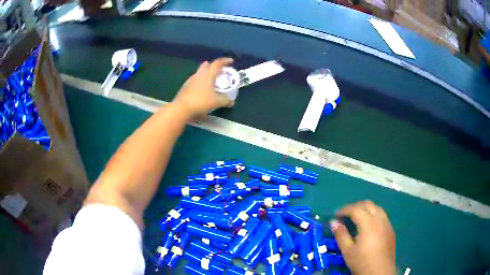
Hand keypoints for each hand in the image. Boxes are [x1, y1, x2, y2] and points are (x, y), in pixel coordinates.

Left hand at [172, 58, 233, 117]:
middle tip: (219, 69)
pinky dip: (200, 82)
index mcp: (207, 75)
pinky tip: (202, 90)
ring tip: (211, 80)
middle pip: (205, 66)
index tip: (231, 61)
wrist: (181, 108)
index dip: (225, 61)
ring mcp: (190, 81)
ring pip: (199, 73)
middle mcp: (198, 75)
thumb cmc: (201, 102)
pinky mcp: (185, 88)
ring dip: (206, 74)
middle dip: (213, 66)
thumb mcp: (216, 102)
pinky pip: (195, 81)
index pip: (217, 64)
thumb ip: (225, 101)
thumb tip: (232, 102)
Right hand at [330, 200, 395, 274]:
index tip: (336, 215)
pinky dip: (373, 215)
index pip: (356, 209)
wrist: (380, 272)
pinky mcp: (391, 230)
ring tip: (357, 217)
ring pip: (377, 208)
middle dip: (356, 206)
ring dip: (366, 209)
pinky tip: (369, 226)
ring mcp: (387, 224)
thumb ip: (341, 235)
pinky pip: (382, 216)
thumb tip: (333, 222)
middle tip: (345, 214)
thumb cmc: (362, 262)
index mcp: (369, 223)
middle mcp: (380, 219)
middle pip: (368, 204)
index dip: (345, 209)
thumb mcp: (348, 251)